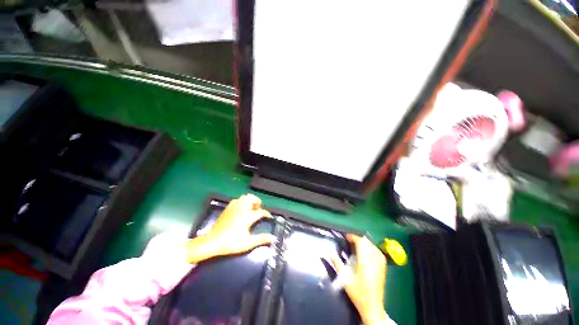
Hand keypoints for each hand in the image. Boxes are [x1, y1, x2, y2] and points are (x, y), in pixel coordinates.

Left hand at [186, 194, 276, 263]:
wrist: (212, 242)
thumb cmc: (231, 243)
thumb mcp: (248, 243)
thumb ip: (261, 239)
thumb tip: (274, 238)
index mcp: (247, 216)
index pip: (261, 212)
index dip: (266, 214)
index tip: (269, 217)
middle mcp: (242, 209)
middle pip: (253, 198)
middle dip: (258, 202)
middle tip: (258, 209)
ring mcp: (234, 207)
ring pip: (245, 197)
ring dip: (250, 200)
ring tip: (251, 208)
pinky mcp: (228, 208)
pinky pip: (237, 199)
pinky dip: (242, 201)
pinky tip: (241, 208)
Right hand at [332, 235, 388, 324]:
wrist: (373, 307)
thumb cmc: (358, 293)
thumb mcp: (345, 279)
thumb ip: (338, 264)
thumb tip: (330, 253)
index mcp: (364, 263)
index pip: (361, 243)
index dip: (353, 237)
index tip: (346, 236)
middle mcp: (374, 261)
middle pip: (367, 242)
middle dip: (358, 238)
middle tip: (349, 239)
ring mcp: (380, 264)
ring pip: (373, 245)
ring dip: (364, 242)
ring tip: (356, 243)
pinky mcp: (383, 267)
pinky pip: (378, 251)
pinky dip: (371, 247)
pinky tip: (367, 249)